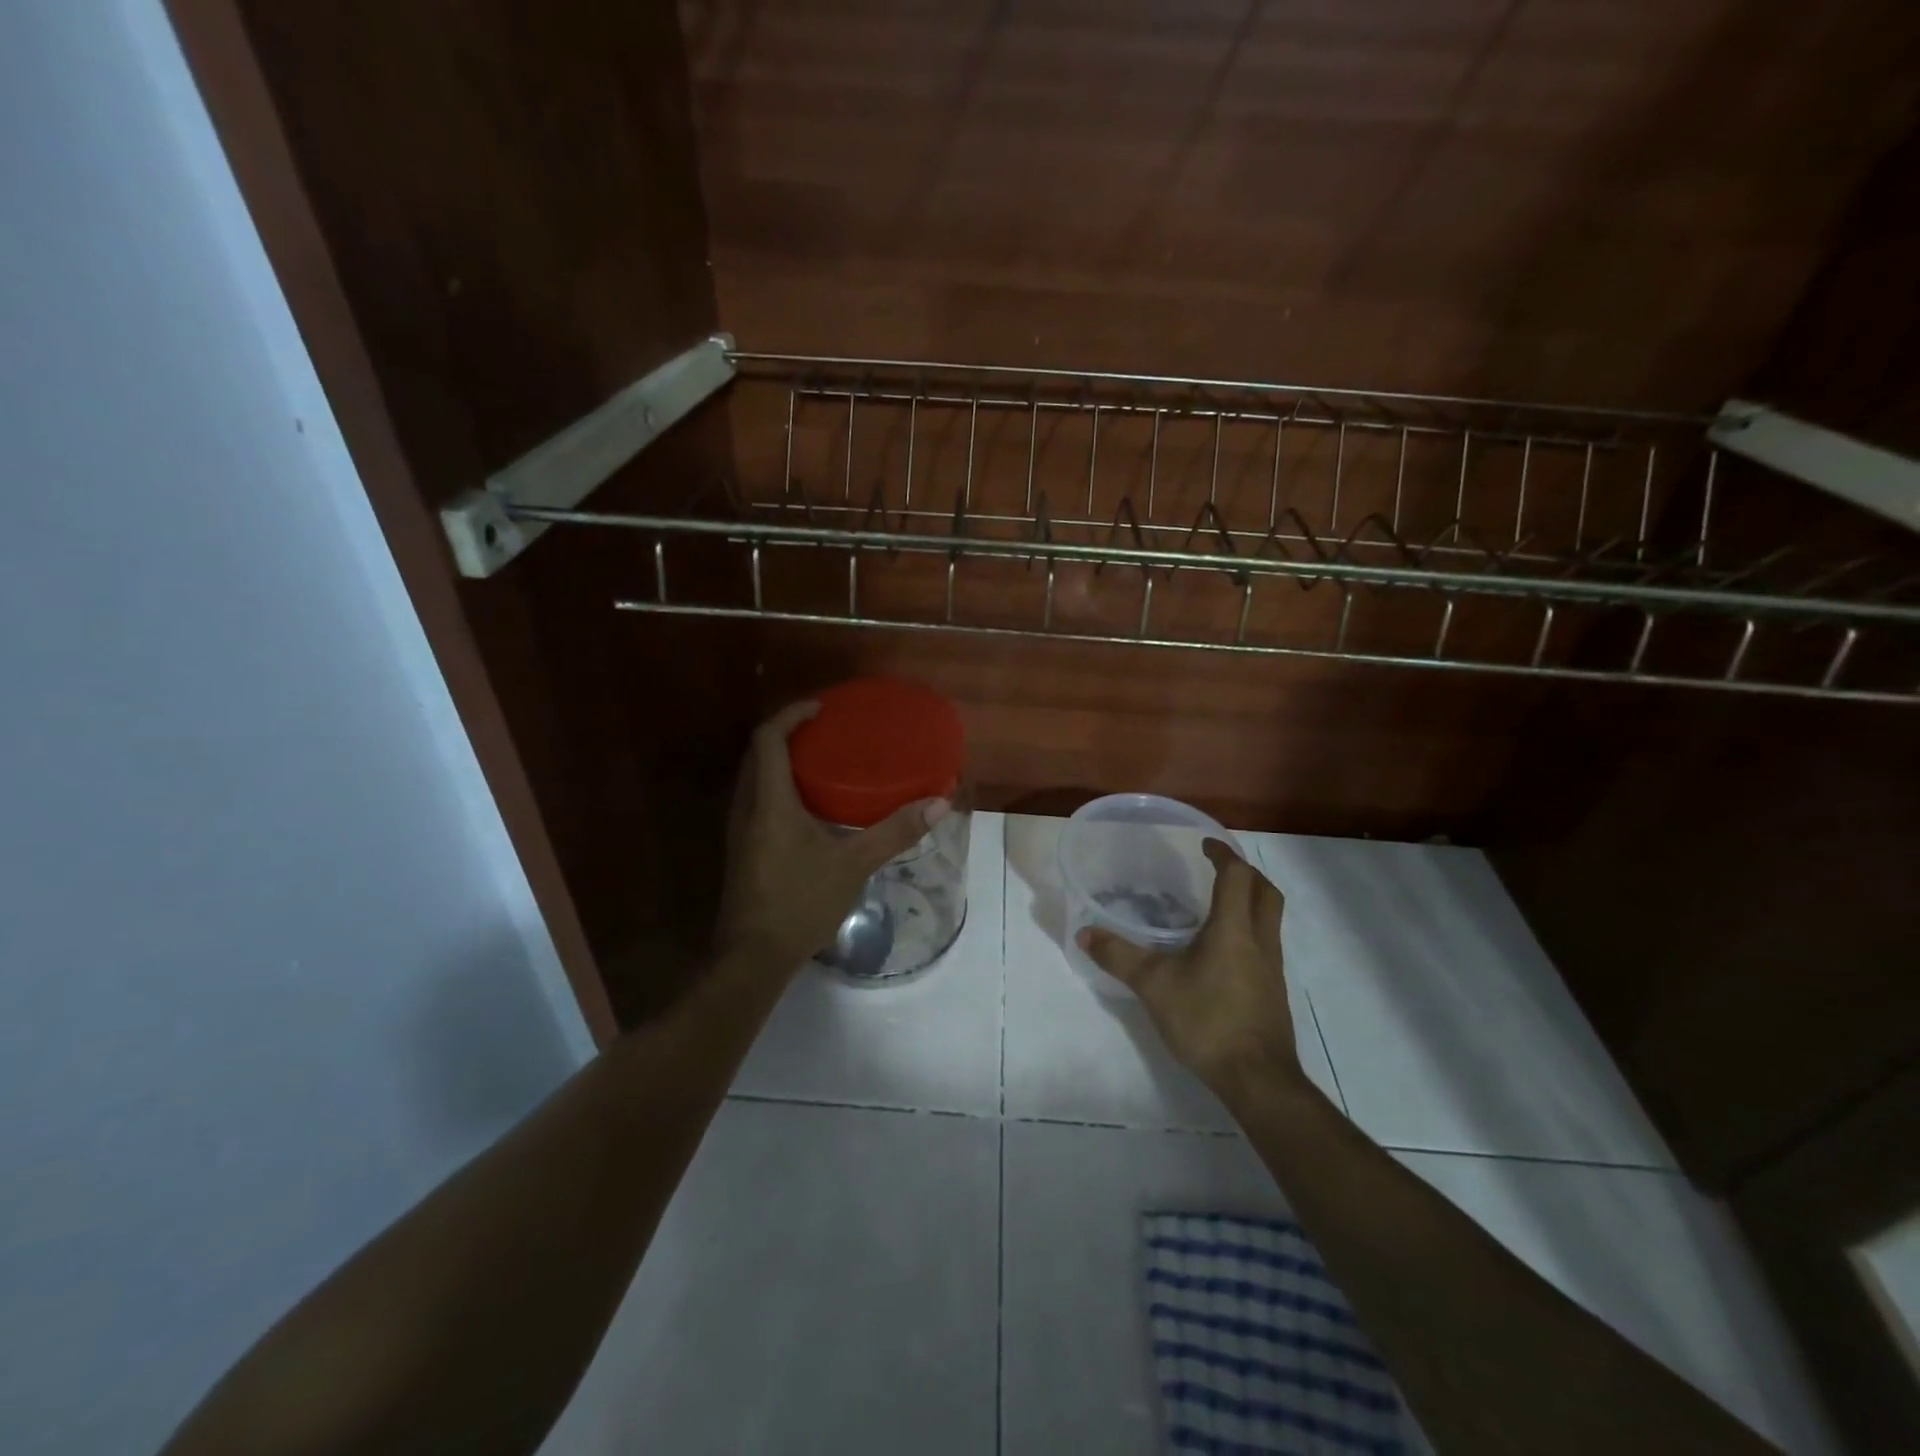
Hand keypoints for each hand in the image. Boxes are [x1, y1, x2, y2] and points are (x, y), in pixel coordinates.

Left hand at [715, 701, 949, 976]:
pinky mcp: (743, 850)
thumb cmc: (800, 902)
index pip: (768, 739)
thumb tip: (938, 804)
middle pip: (757, 754)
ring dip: (780, 761)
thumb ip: (894, 832)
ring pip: (754, 778)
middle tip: (824, 731)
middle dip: (786, 734)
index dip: (791, 715)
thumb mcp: (853, 865)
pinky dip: (778, 787)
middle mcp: (747, 808)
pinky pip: (757, 801)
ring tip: (820, 761)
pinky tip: (809, 806)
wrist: (753, 957)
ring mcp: (740, 830)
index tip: (821, 707)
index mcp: (769, 802)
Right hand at [1077, 840, 1303, 1095]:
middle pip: (1265, 892)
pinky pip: (1264, 946)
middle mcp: (1260, 941)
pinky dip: (1247, 932)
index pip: (1237, 876)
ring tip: (1216, 906)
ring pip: (1269, 919)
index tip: (1205, 845)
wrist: (1257, 1079)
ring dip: (1250, 902)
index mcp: (1234, 929)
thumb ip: (1119, 956)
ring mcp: (1272, 969)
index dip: (1223, 854)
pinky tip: (1220, 953)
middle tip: (1219, 868)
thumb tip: (1085, 932)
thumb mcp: (1153, 985)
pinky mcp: (1272, 992)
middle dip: (1245, 873)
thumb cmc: (1207, 1021)